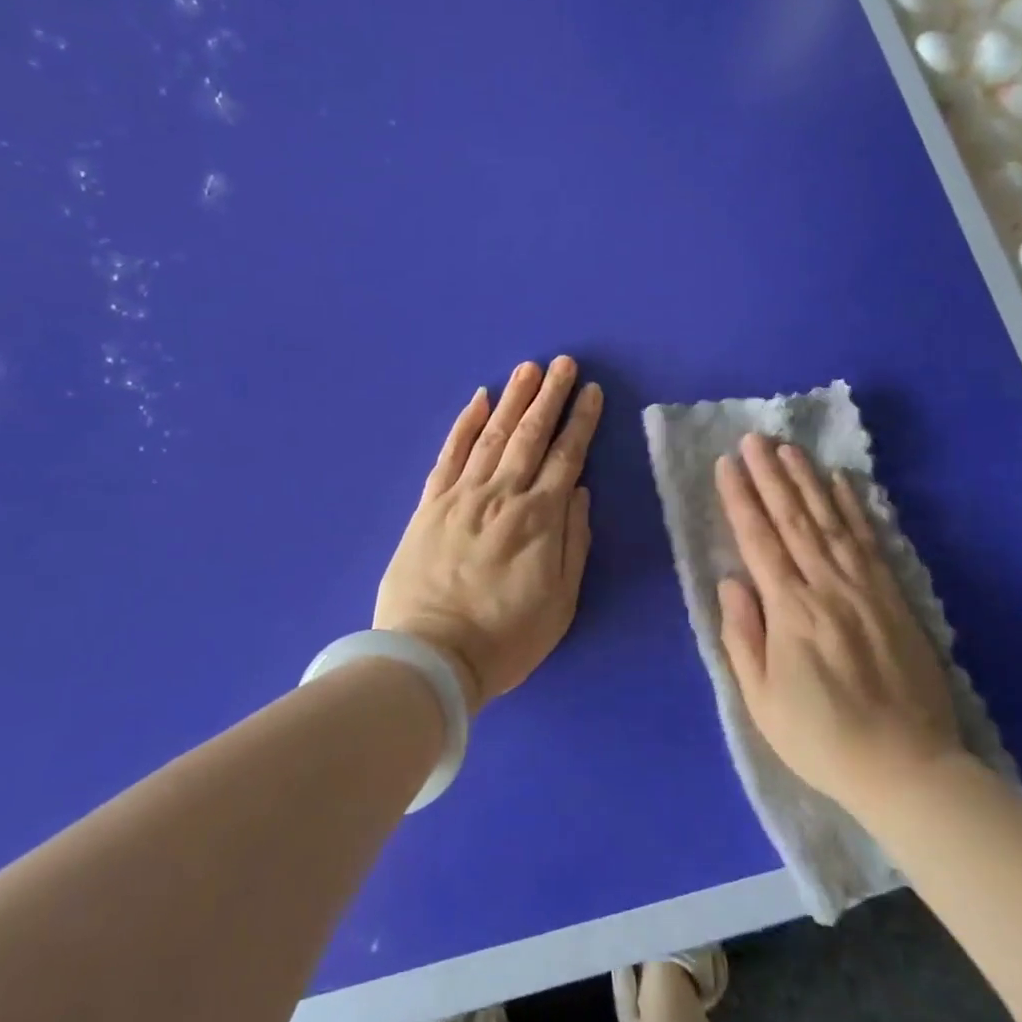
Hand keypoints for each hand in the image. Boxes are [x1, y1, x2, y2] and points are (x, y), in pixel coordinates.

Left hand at [375, 357, 601, 711]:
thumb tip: (578, 491)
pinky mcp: (430, 504)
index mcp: (539, 519)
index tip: (592, 393)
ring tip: (528, 369)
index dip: (581, 422)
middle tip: (564, 363)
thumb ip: (573, 542)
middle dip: (550, 396)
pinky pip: (450, 455)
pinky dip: (464, 424)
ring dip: (512, 399)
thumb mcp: (560, 602)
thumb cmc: (505, 638)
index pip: (566, 457)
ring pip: (492, 435)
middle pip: (530, 435)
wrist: (430, 658)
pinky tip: (477, 400)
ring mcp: (462, 496)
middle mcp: (502, 496)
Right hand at [715, 434, 964, 812]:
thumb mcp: (762, 701)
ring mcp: (864, 587)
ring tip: (788, 448)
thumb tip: (730, 582)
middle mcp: (826, 586)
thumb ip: (743, 636)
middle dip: (769, 475)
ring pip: (830, 520)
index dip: (740, 499)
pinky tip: (842, 482)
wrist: (907, 767)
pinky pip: (868, 540)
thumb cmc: (822, 738)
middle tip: (753, 438)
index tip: (726, 464)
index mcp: (790, 610)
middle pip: (793, 519)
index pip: (759, 540)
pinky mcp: (893, 596)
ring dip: (807, 480)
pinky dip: (853, 507)